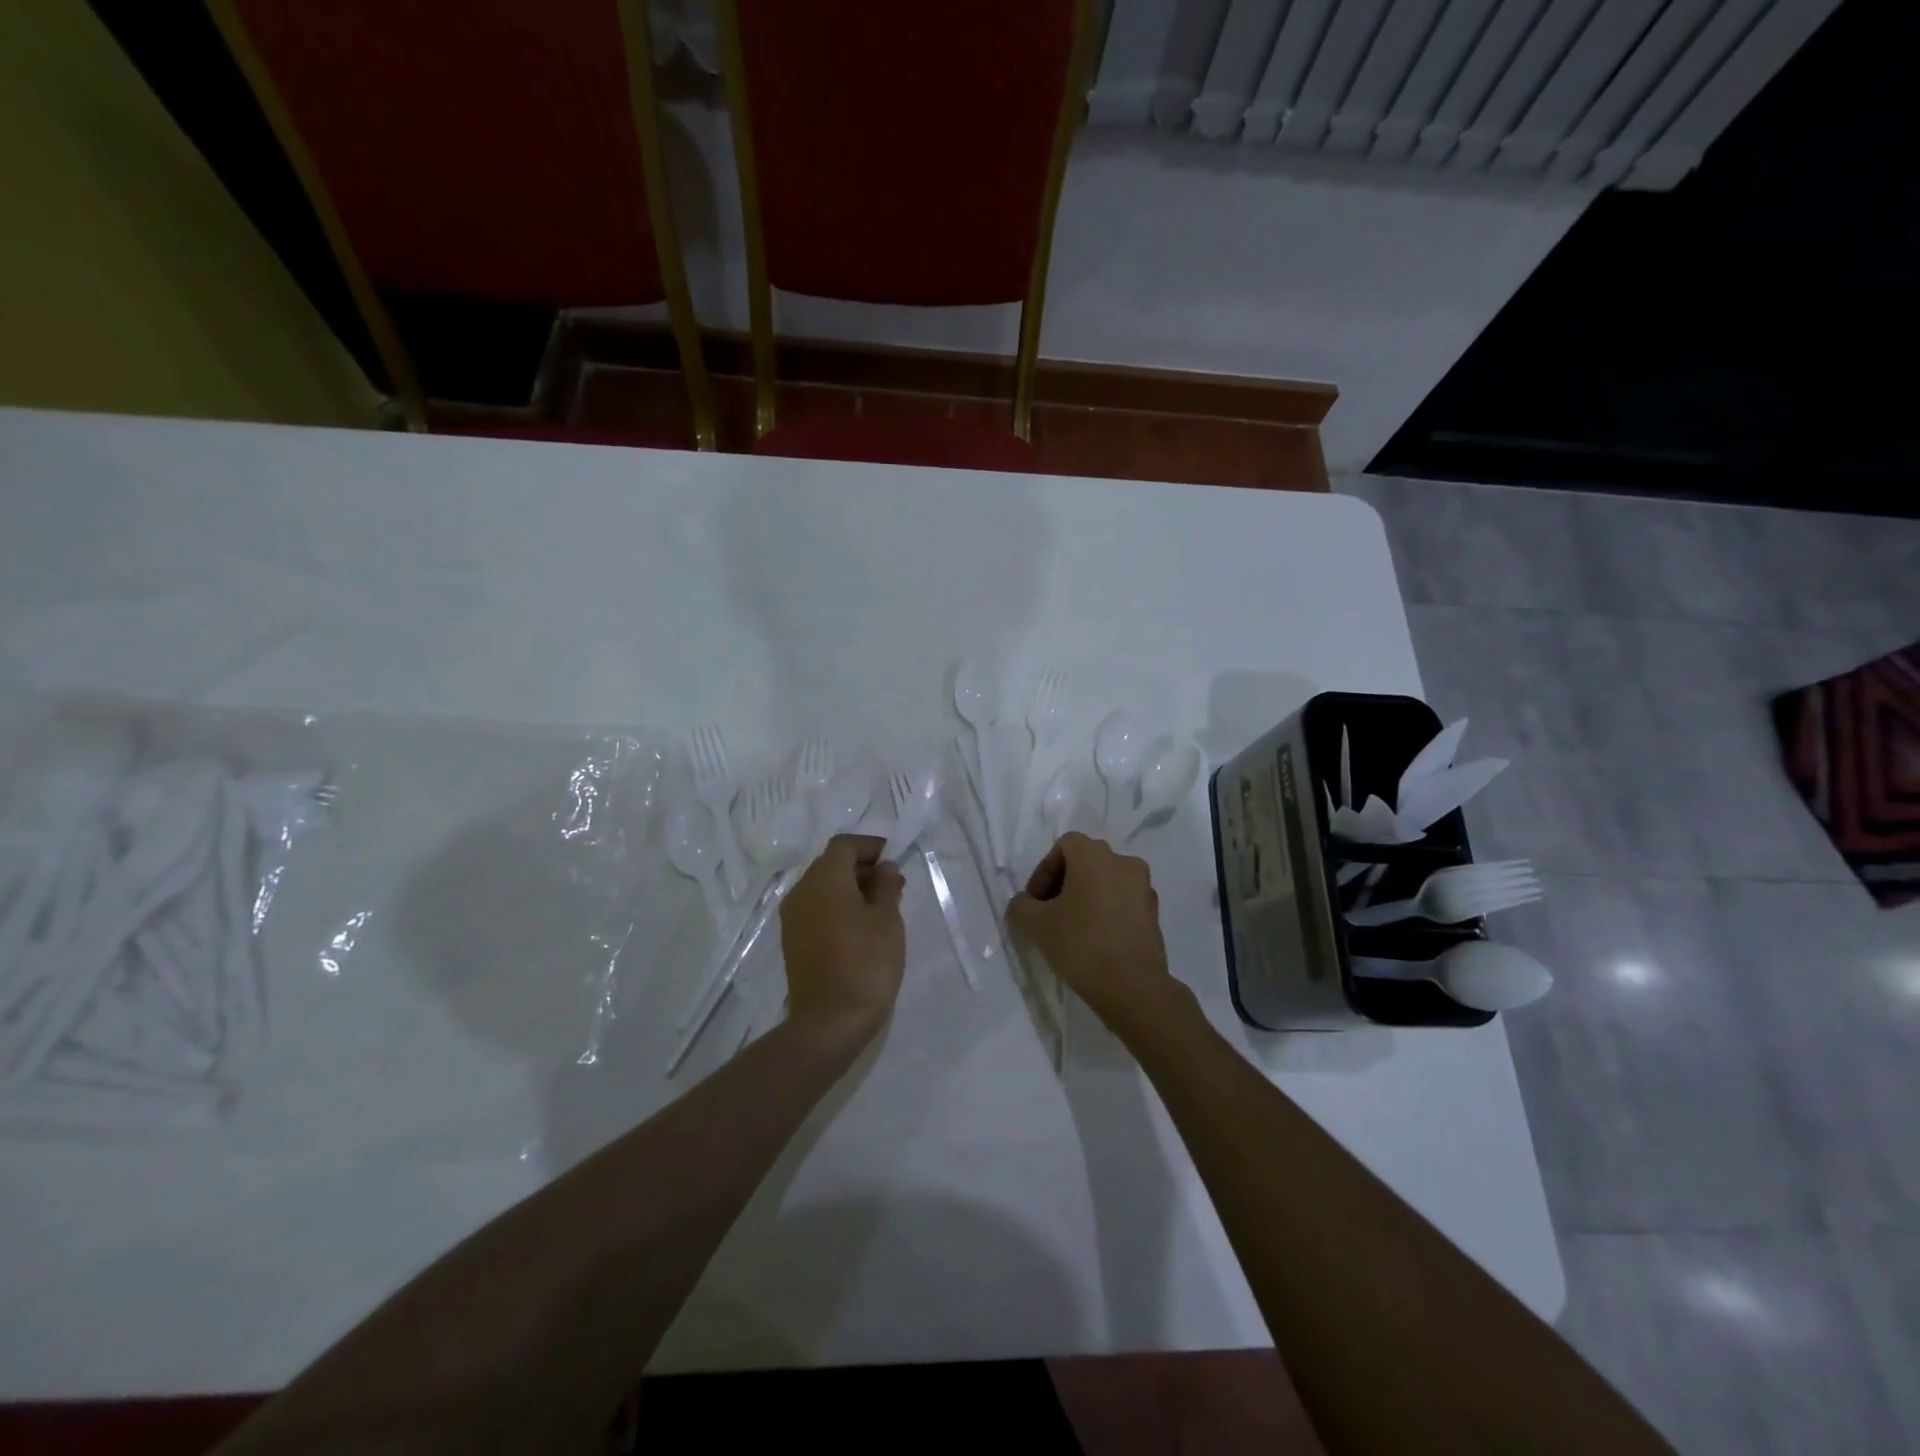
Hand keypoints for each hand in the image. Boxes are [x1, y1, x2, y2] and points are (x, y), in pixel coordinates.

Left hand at [779, 834, 905, 1046]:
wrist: (829, 1023)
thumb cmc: (866, 964)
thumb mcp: (888, 920)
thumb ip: (886, 886)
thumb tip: (884, 868)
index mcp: (824, 880)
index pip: (844, 845)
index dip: (869, 846)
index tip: (894, 859)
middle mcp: (801, 891)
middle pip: (830, 864)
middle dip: (862, 867)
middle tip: (892, 884)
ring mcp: (793, 917)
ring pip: (822, 887)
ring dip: (850, 888)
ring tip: (881, 907)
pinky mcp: (793, 940)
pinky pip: (816, 908)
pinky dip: (837, 906)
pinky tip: (861, 927)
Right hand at [1007, 832, 1186, 1037]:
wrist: (1133, 987)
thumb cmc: (1081, 944)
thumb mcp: (1036, 925)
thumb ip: (1021, 906)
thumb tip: (1024, 904)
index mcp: (1095, 855)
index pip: (1064, 846)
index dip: (1044, 871)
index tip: (1035, 902)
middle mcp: (1123, 862)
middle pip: (1086, 862)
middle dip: (1064, 883)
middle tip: (1049, 913)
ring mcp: (1144, 887)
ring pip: (1106, 882)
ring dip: (1086, 897)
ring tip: (1072, 929)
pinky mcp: (1154, 913)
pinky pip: (1123, 902)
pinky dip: (1107, 911)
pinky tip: (1095, 940)